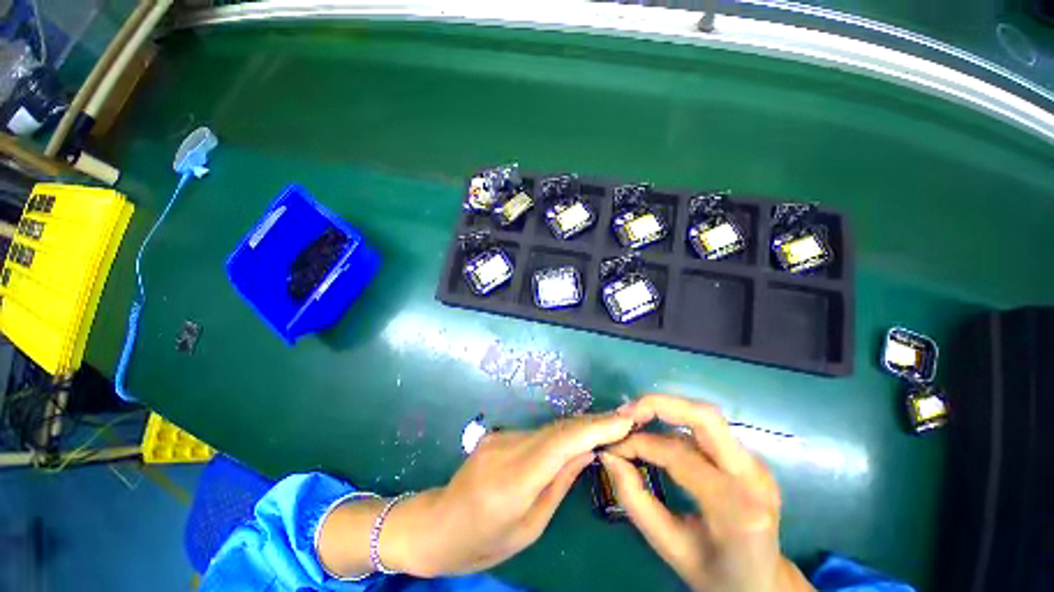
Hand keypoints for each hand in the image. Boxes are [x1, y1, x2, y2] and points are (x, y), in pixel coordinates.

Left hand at [383, 411, 634, 576]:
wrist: (436, 525)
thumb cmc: (482, 542)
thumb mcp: (528, 527)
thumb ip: (559, 484)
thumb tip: (589, 452)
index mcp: (511, 481)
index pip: (560, 442)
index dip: (595, 428)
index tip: (624, 421)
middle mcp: (505, 449)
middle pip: (557, 429)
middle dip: (593, 423)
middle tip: (624, 421)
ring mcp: (499, 438)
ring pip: (549, 429)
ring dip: (578, 428)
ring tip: (606, 429)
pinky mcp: (497, 435)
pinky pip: (536, 434)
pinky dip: (559, 435)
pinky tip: (574, 440)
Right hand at [600, 394, 812, 591]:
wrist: (764, 584)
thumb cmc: (717, 575)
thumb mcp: (670, 547)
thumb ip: (635, 500)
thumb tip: (608, 457)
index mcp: (735, 509)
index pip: (678, 454)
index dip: (639, 443)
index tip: (613, 446)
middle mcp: (753, 477)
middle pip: (705, 417)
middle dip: (658, 405)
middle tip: (626, 414)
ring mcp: (757, 465)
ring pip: (707, 416)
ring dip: (667, 409)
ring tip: (636, 417)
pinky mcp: (750, 459)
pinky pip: (709, 428)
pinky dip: (679, 421)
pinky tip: (658, 429)